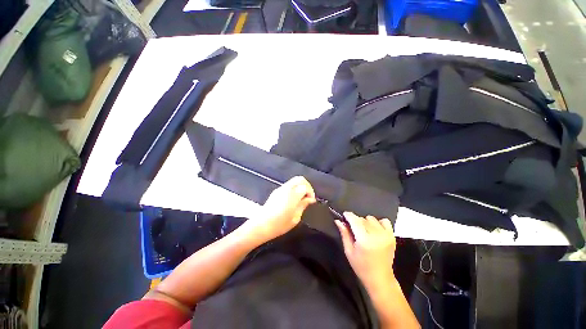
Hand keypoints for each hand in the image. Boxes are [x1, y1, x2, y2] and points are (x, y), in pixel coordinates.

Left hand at [247, 176, 315, 242]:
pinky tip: (293, 199)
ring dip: (300, 186)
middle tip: (308, 196)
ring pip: (294, 181)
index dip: (311, 192)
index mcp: (292, 195)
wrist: (261, 225)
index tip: (311, 200)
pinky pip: (288, 185)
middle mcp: (286, 188)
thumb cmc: (279, 224)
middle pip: (299, 179)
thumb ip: (303, 205)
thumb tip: (311, 199)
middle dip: (307, 185)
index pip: (305, 186)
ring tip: (301, 198)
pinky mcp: (276, 191)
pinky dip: (294, 188)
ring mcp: (280, 189)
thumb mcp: (295, 217)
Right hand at [335, 212, 395, 289]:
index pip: (355, 220)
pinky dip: (378, 223)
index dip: (348, 215)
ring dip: (366, 222)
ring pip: (372, 219)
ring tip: (364, 231)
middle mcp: (376, 235)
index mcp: (364, 240)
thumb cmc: (361, 267)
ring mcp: (386, 235)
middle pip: (363, 219)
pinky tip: (375, 230)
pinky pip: (384, 221)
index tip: (344, 215)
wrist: (380, 279)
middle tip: (354, 230)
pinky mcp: (392, 236)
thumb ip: (344, 233)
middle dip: (356, 221)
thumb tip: (338, 221)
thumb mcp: (349, 251)